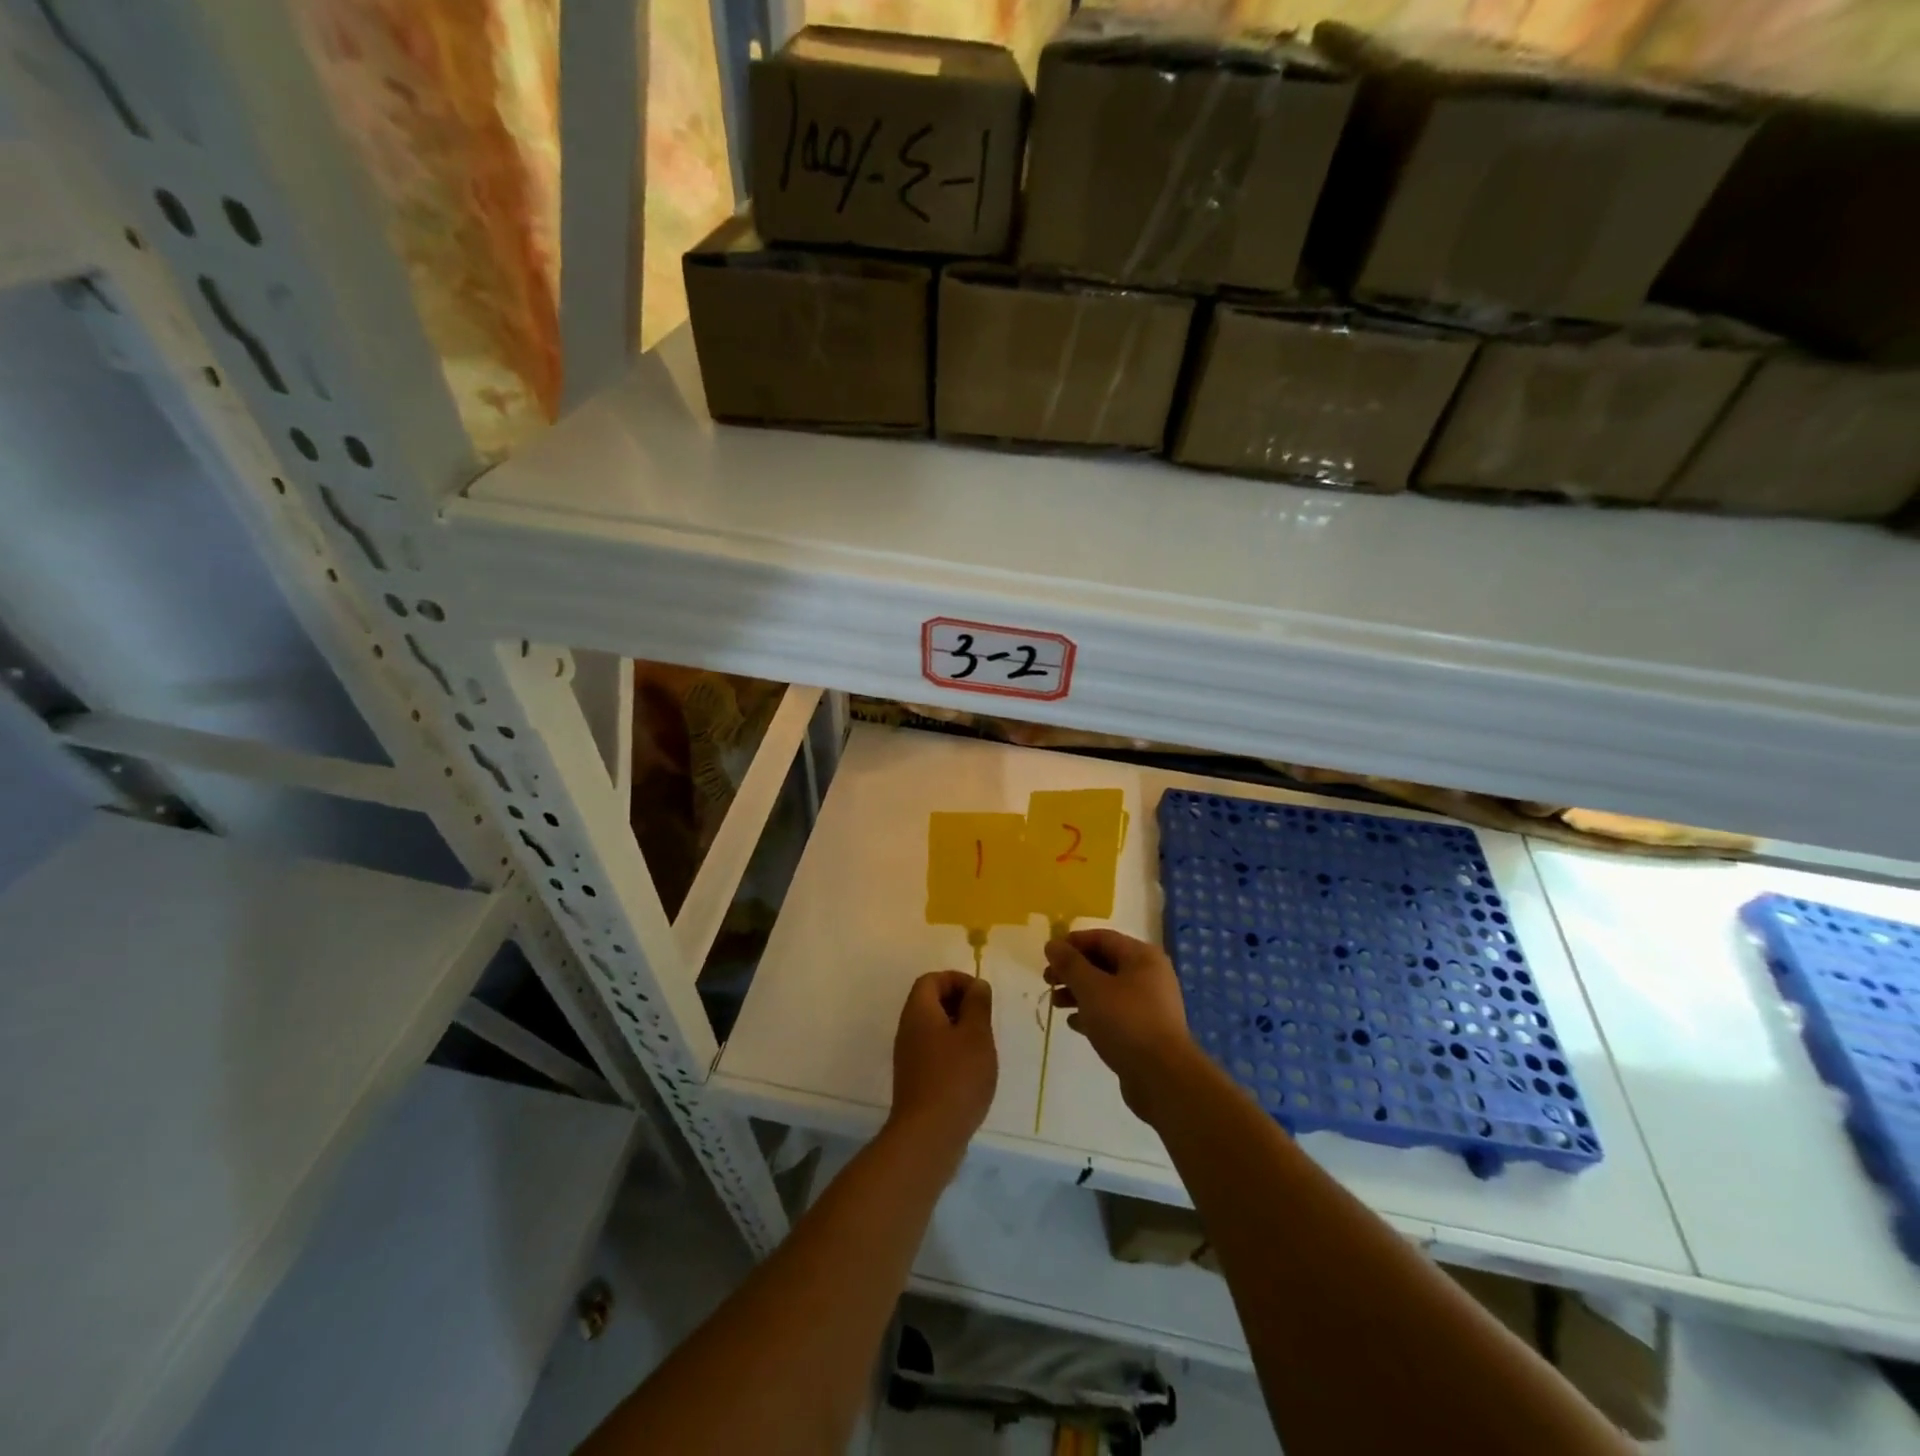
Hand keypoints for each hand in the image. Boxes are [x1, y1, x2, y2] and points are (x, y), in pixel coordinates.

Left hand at [889, 971, 996, 1151]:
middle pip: (930, 1002)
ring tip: (982, 1045)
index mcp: (919, 1012)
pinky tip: (972, 1070)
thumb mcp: (976, 1035)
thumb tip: (976, 985)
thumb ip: (977, 1004)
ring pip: (933, 1028)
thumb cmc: (956, 1078)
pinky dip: (952, 1050)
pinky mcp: (915, 1079)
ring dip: (958, 1029)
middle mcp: (908, 1029)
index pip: (931, 980)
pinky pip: (933, 1051)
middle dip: (959, 1003)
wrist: (928, 1136)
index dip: (957, 980)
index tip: (981, 995)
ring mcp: (909, 1056)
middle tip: (985, 1019)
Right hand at [1044, 929, 1197, 1124]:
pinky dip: (1092, 1013)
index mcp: (1142, 957)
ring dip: (1079, 992)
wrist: (1162, 1078)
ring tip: (1055, 1003)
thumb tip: (1052, 944)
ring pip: (1107, 989)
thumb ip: (1070, 964)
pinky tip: (1074, 1024)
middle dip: (1073, 970)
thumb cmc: (1126, 1022)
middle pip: (1104, 963)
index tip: (1048, 955)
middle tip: (1047, 980)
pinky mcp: (1144, 1031)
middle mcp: (1149, 975)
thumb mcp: (1091, 988)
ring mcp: (1149, 1004)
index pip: (1102, 938)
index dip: (1072, 943)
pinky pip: (1114, 1013)